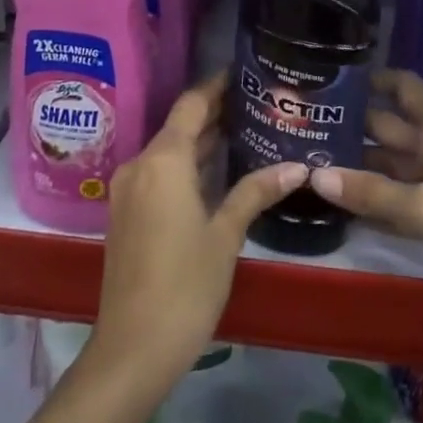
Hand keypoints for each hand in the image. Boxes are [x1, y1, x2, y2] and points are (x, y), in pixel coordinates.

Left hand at [89, 72, 306, 389]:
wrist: (132, 349)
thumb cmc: (185, 285)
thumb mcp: (226, 235)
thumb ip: (256, 193)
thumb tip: (297, 167)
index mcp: (163, 160)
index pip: (192, 104)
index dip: (216, 86)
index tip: (244, 74)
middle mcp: (140, 164)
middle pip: (179, 125)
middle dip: (214, 114)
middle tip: (256, 104)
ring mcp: (128, 190)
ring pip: (168, 150)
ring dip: (200, 141)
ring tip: (244, 131)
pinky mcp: (126, 213)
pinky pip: (158, 173)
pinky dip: (185, 165)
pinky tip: (214, 172)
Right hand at [309, 70, 422, 364]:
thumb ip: (372, 194)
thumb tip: (314, 176)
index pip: (403, 88)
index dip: (373, 78)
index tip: (332, 78)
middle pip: (390, 127)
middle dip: (353, 125)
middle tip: (304, 126)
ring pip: (393, 164)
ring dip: (360, 164)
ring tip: (312, 162)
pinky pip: (401, 198)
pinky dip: (376, 198)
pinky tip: (342, 203)